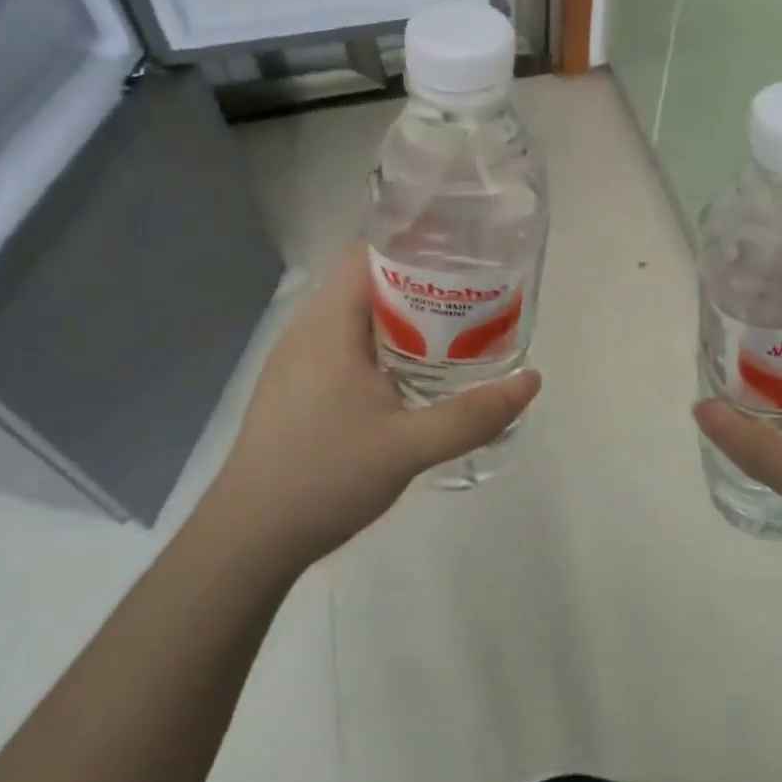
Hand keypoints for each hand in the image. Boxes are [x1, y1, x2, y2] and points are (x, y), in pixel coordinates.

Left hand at [212, 243, 541, 569]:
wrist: (249, 538)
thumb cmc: (325, 478)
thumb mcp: (409, 447)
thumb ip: (473, 415)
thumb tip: (532, 381)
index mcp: (329, 325)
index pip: (369, 253)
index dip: (415, 243)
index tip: (461, 250)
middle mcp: (307, 329)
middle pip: (366, 281)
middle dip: (418, 281)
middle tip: (471, 291)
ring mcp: (296, 359)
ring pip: (354, 316)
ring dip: (399, 315)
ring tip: (450, 326)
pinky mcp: (294, 387)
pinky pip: (343, 344)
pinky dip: (379, 342)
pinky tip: (408, 371)